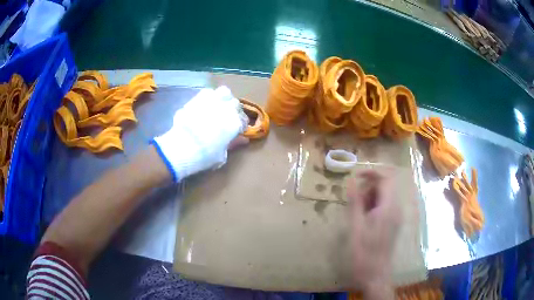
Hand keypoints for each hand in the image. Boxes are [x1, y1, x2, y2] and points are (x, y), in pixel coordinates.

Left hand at [152, 86, 247, 181]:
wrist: (183, 146)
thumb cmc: (205, 155)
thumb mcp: (222, 155)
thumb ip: (233, 144)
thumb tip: (243, 140)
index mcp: (236, 122)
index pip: (244, 120)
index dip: (241, 125)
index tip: (237, 131)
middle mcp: (227, 107)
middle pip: (235, 104)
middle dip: (233, 110)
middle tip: (227, 117)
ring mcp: (213, 99)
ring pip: (224, 92)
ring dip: (224, 99)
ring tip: (219, 106)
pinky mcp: (198, 97)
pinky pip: (208, 93)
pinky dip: (209, 97)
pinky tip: (205, 105)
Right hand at [348, 169, 400, 299]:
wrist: (375, 274)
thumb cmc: (363, 252)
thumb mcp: (356, 226)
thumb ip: (355, 202)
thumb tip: (351, 181)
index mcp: (389, 207)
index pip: (386, 178)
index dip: (371, 172)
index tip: (355, 176)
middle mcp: (396, 208)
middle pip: (386, 185)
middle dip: (369, 187)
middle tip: (354, 200)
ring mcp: (396, 216)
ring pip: (385, 195)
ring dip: (371, 197)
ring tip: (358, 212)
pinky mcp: (394, 223)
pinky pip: (386, 205)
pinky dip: (374, 206)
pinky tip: (364, 219)